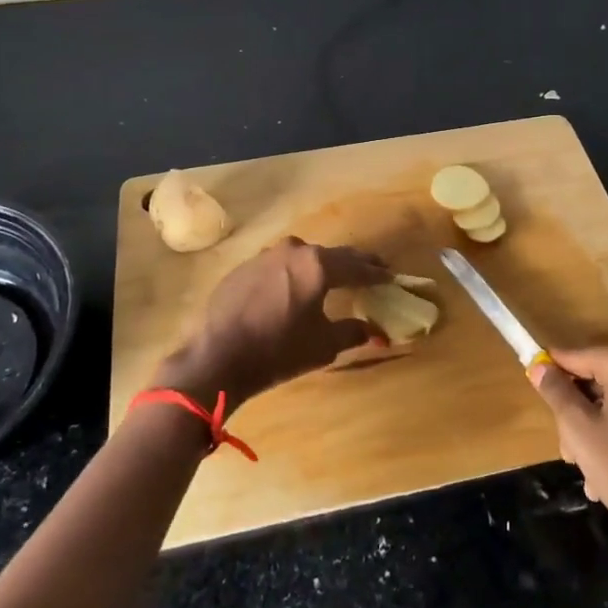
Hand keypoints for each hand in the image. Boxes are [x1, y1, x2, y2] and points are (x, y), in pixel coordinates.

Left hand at [156, 237, 389, 405]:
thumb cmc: (278, 351)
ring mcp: (266, 255)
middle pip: (331, 255)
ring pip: (303, 258)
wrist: (217, 357)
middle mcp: (294, 250)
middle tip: (371, 270)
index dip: (376, 274)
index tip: (391, 276)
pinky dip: (293, 274)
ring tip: (333, 278)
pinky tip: (294, 289)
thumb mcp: (323, 345)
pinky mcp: (245, 267)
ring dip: (320, 267)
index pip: (357, 266)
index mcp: (318, 265)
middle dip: (352, 264)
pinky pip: (279, 266)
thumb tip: (373, 330)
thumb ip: (352, 332)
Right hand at [529, 343, 607, 556]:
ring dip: (591, 431)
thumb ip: (556, 392)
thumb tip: (539, 366)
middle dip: (575, 415)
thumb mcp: (579, 431)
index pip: (572, 357)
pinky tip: (606, 473)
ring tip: (587, 472)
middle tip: (568, 453)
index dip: (550, 379)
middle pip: (591, 380)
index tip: (539, 403)